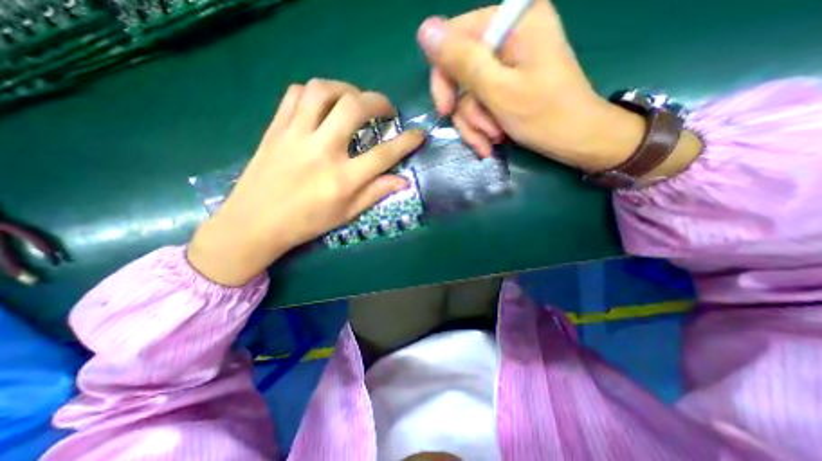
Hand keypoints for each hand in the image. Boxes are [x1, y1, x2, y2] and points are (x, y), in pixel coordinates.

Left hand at [188, 81, 423, 286]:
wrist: (255, 223)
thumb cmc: (306, 223)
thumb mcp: (347, 214)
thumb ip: (376, 193)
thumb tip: (404, 181)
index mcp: (342, 179)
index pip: (384, 154)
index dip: (407, 142)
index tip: (419, 134)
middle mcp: (322, 151)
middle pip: (355, 108)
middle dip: (379, 102)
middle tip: (386, 110)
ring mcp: (295, 135)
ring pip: (323, 91)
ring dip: (347, 89)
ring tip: (356, 100)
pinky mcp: (276, 128)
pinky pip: (295, 94)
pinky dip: (315, 92)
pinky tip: (323, 105)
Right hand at [420, 0, 645, 170]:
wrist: (577, 141)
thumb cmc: (545, 117)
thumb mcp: (499, 91)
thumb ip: (463, 61)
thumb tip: (424, 31)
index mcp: (512, 23)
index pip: (454, 38)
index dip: (444, 77)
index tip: (446, 110)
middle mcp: (508, 36)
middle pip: (459, 71)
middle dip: (465, 109)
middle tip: (478, 132)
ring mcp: (507, 63)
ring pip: (468, 95)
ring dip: (475, 124)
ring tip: (492, 142)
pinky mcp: (507, 84)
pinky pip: (480, 105)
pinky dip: (481, 127)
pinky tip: (491, 144)